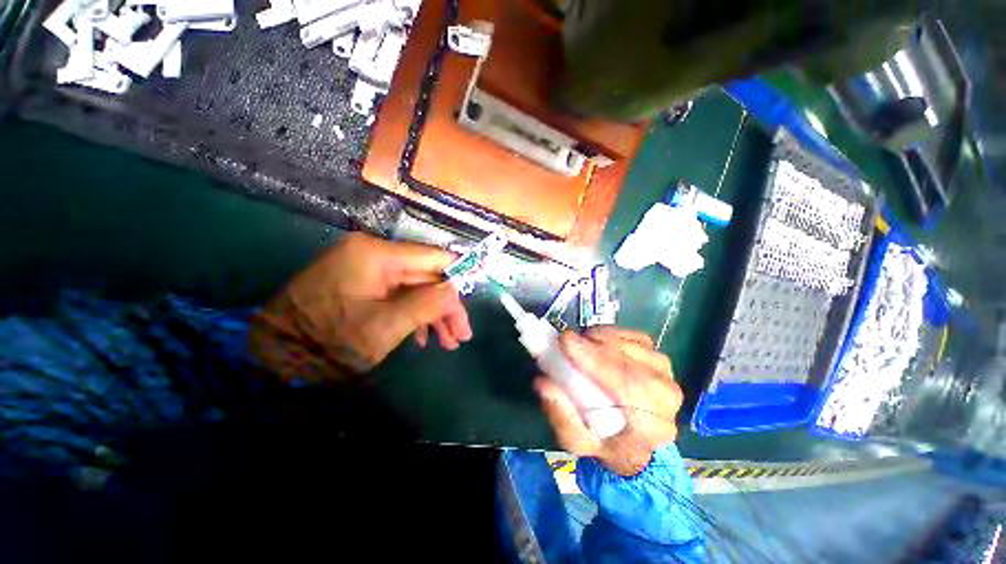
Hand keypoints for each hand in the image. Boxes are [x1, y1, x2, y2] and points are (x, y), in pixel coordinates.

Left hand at [250, 233, 471, 380]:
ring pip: (414, 286)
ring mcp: (366, 267)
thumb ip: (427, 304)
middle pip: (426, 275)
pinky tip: (421, 337)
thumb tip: (456, 288)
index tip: (479, 287)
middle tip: (461, 335)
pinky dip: (413, 313)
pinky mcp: (362, 281)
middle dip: (446, 306)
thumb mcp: (385, 327)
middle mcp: (373, 253)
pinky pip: (397, 292)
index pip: (434, 257)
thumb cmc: (329, 342)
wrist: (276, 354)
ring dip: (432, 313)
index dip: (460, 272)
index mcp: (377, 255)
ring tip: (447, 342)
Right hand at [535, 327, 682, 475]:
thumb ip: (561, 416)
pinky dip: (610, 335)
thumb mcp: (576, 441)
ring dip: (599, 340)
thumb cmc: (605, 443)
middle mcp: (665, 395)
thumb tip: (543, 382)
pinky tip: (598, 345)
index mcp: (651, 425)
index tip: (565, 342)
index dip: (593, 359)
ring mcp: (665, 373)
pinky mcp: (659, 357)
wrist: (636, 443)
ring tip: (581, 349)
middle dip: (591, 346)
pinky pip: (632, 336)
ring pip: (628, 343)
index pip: (625, 384)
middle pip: (627, 358)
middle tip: (566, 344)